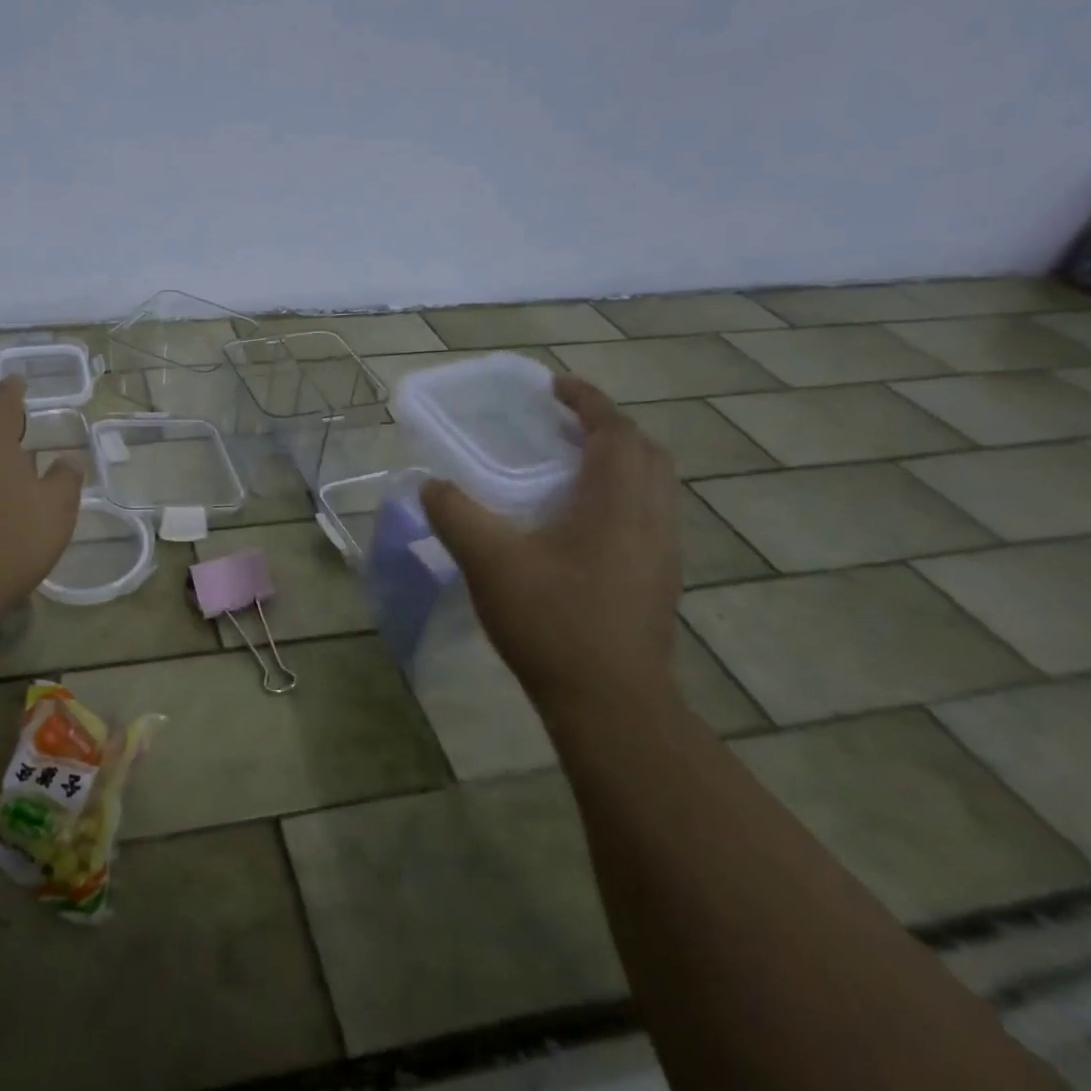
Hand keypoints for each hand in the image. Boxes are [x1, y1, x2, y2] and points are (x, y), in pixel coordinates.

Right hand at [421, 374, 680, 722]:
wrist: (611, 704)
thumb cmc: (553, 621)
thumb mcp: (489, 561)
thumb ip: (455, 513)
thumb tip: (430, 484)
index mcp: (617, 502)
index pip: (615, 430)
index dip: (588, 400)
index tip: (555, 385)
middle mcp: (650, 519)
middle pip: (644, 453)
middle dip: (607, 427)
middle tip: (562, 424)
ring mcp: (660, 553)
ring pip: (650, 487)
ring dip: (616, 462)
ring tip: (568, 465)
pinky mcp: (655, 582)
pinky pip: (645, 516)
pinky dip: (617, 496)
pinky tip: (576, 522)